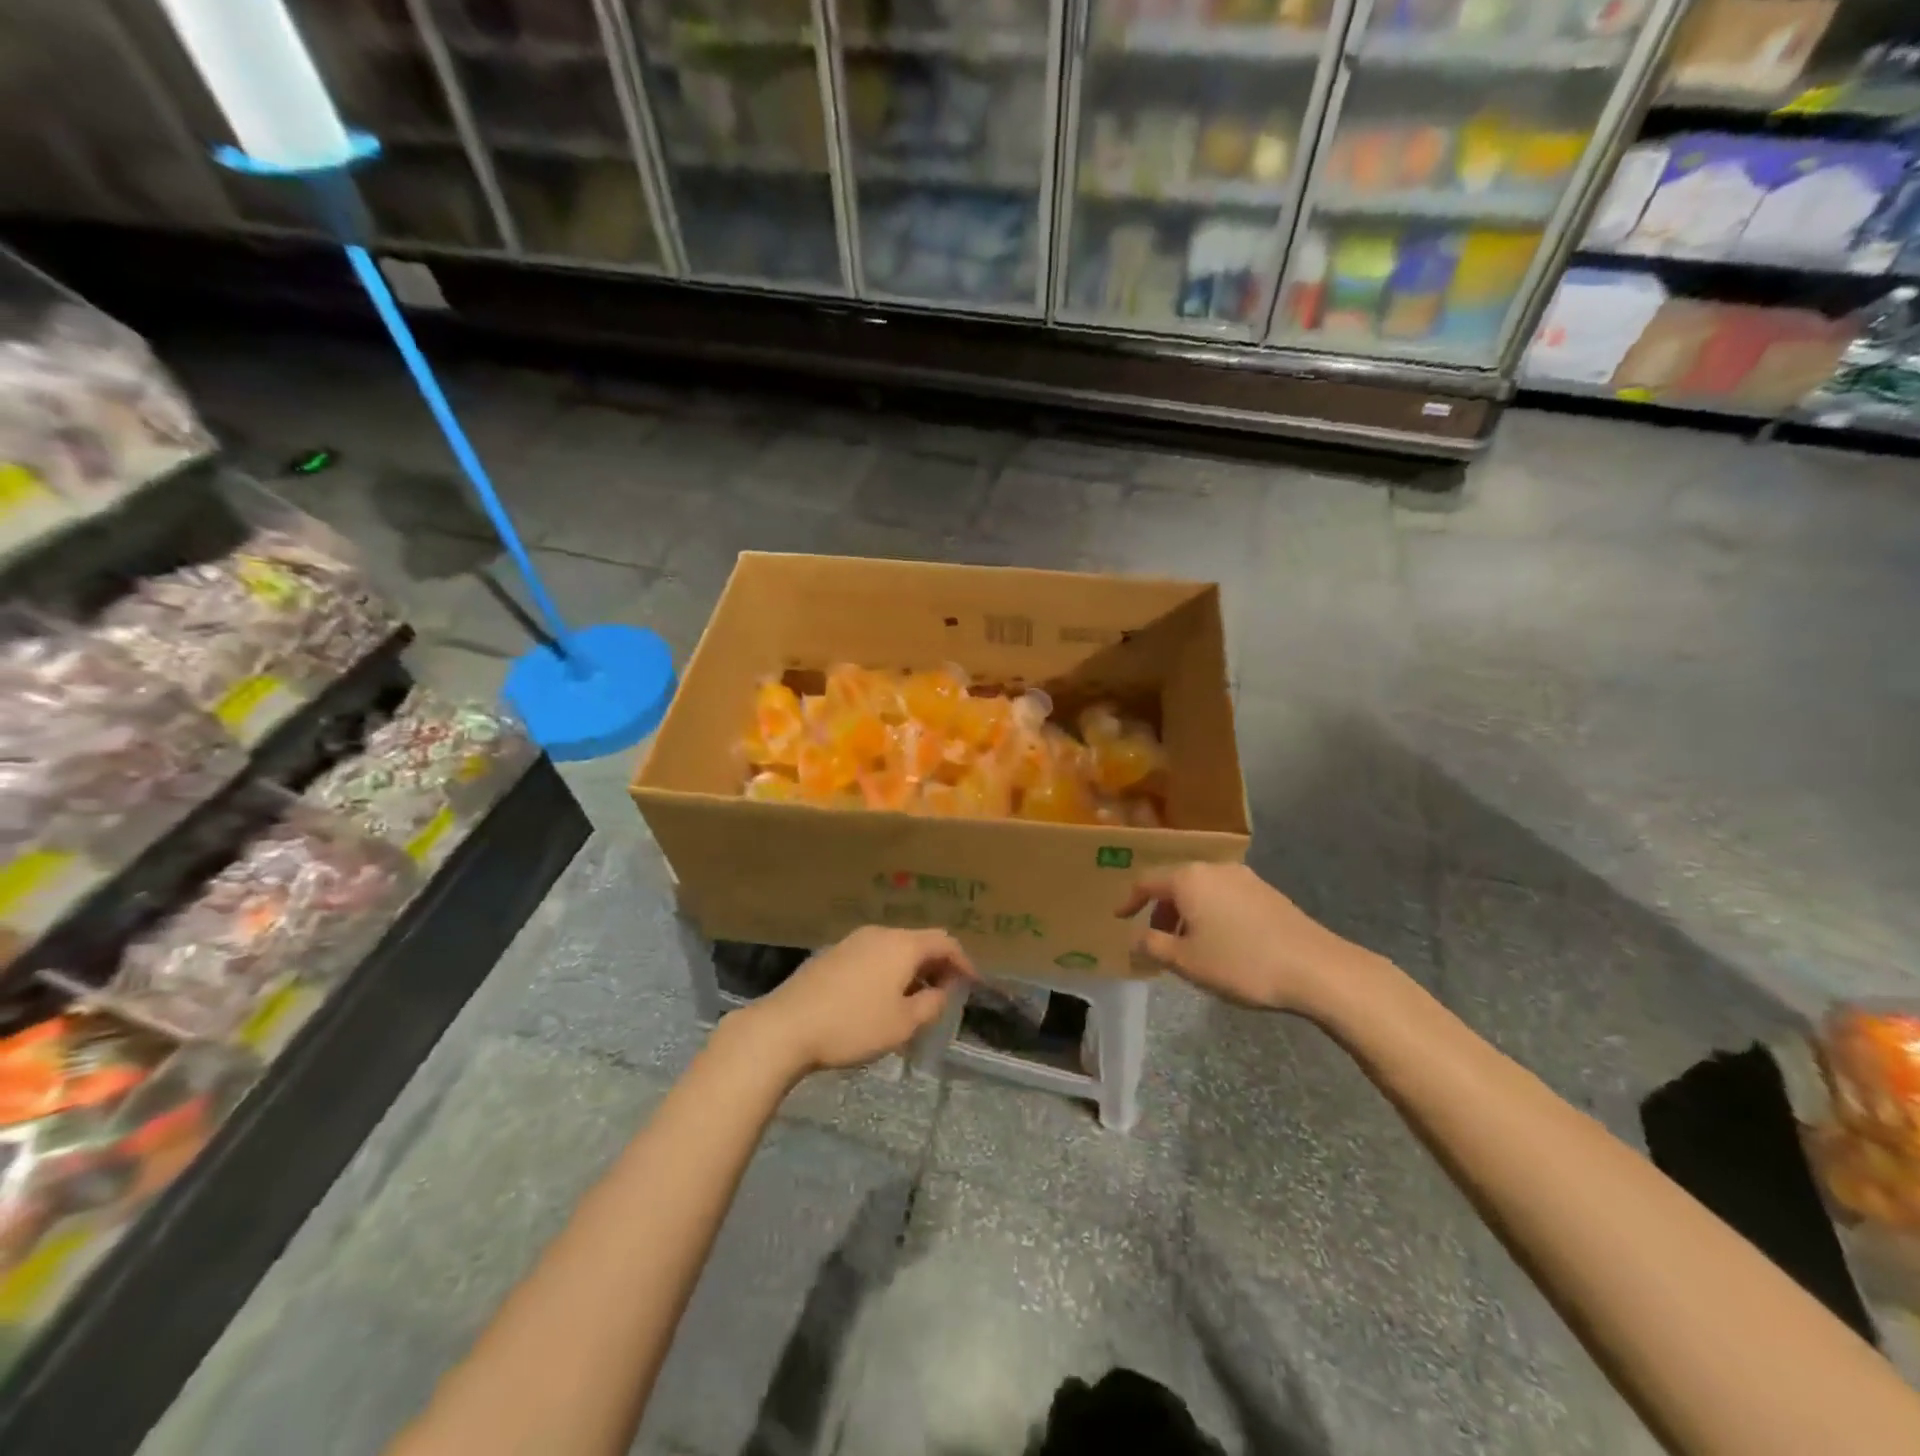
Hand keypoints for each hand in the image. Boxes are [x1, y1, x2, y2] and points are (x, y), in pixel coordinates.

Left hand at [736, 927, 974, 1075]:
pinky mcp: (832, 955)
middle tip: (945, 993)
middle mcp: (879, 934)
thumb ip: (931, 1005)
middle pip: (918, 941)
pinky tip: (881, 998)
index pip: (945, 941)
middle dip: (937, 965)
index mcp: (902, 945)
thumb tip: (941, 991)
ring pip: (894, 948)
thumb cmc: (853, 1025)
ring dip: (911, 969)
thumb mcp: (903, 1024)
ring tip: (915, 999)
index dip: (963, 961)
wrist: (786, 1027)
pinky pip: (872, 956)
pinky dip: (888, 971)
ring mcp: (852, 941)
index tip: (973, 984)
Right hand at [1117, 863, 1374, 1012]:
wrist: (1315, 968)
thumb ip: (1153, 946)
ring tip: (1188, 945)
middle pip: (1175, 884)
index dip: (1129, 900)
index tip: (1119, 918)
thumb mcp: (1186, 961)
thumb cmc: (1240, 962)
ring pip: (1202, 891)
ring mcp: (1244, 878)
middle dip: (1161, 910)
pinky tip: (1221, 942)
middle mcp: (1214, 869)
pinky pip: (1225, 898)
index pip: (1147, 881)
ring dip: (1188, 914)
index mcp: (1188, 879)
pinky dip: (1212, 914)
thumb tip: (1135, 937)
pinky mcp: (1267, 893)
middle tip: (1155, 939)